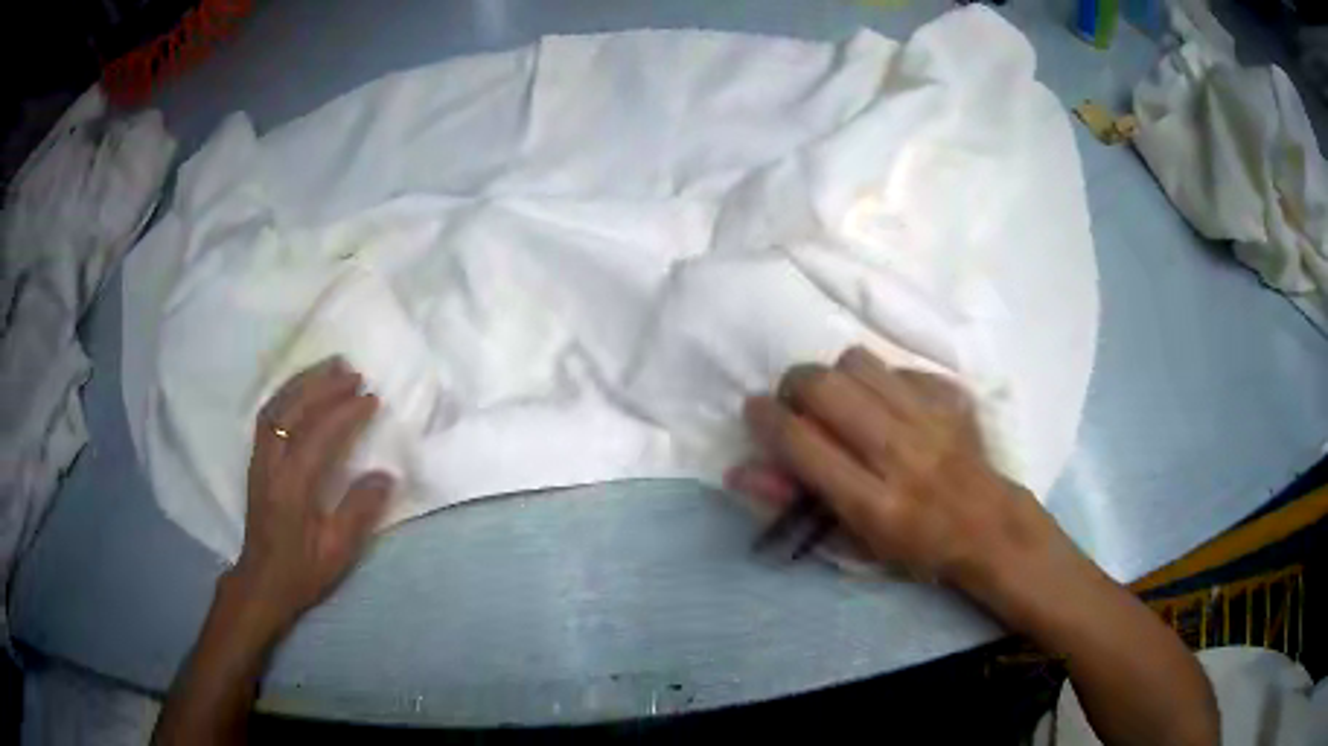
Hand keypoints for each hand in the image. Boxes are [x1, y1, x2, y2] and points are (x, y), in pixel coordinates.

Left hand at [227, 357, 393, 637]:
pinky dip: (287, 394)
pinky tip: (303, 389)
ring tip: (330, 367)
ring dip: (303, 382)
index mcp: (292, 487)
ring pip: (276, 406)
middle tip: (352, 372)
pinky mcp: (256, 460)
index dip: (346, 413)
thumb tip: (385, 475)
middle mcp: (271, 464)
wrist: (262, 581)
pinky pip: (269, 414)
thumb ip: (358, 512)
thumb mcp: (337, 552)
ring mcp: (259, 459)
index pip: (319, 436)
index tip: (371, 398)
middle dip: (323, 386)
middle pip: (292, 410)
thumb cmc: (301, 571)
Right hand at [729, 347, 1084, 624]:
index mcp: (873, 503)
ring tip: (841, 399)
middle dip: (794, 385)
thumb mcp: (852, 544)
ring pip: (858, 363)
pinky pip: (898, 366)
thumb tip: (737, 472)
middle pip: (825, 388)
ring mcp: (930, 420)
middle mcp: (900, 454)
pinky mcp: (951, 398)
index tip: (756, 412)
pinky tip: (886, 403)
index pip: (801, 443)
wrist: (989, 527)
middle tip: (796, 403)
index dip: (765, 418)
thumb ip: (795, 505)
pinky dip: (880, 380)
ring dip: (836, 376)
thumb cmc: (915, 548)